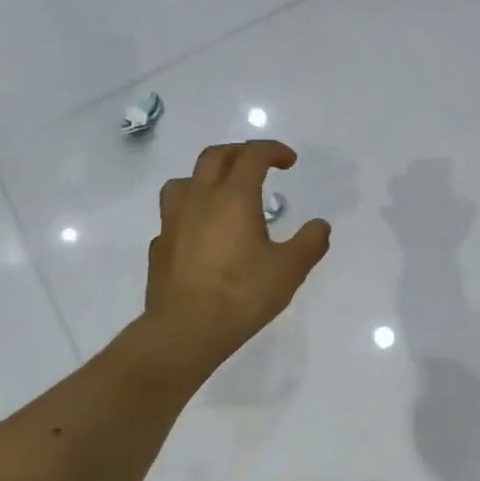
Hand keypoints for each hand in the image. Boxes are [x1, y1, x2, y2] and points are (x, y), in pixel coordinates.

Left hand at [143, 141, 330, 370]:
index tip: (289, 161)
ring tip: (221, 194)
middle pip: (215, 156)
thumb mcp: (288, 270)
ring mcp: (173, 221)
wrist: (185, 330)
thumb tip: (320, 225)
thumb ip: (309, 243)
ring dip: (206, 178)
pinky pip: (173, 217)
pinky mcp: (159, 246)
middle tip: (258, 165)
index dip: (273, 150)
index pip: (252, 155)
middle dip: (239, 153)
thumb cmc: (241, 295)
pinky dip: (190, 215)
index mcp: (234, 197)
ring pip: (184, 181)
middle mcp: (200, 199)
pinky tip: (200, 235)